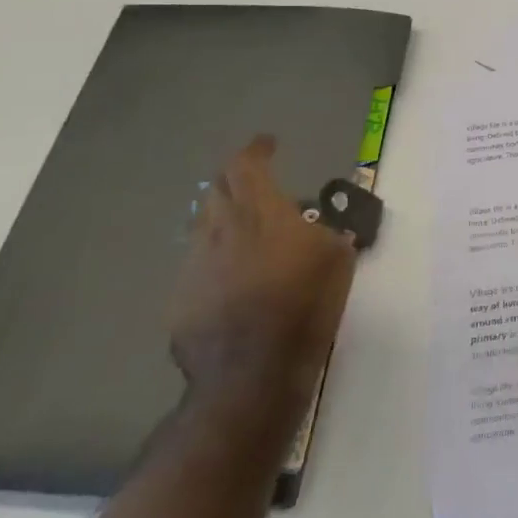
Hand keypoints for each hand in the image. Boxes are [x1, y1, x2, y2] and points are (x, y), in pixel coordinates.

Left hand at [170, 135, 357, 424]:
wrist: (251, 373)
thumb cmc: (304, 305)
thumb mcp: (338, 258)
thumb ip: (326, 231)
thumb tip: (316, 228)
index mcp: (260, 211)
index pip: (247, 164)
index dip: (256, 149)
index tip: (267, 144)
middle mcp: (220, 228)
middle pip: (219, 188)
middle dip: (236, 179)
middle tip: (255, 184)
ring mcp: (193, 264)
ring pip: (203, 224)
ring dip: (223, 217)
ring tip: (243, 230)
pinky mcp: (179, 297)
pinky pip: (197, 264)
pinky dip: (214, 258)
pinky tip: (231, 278)